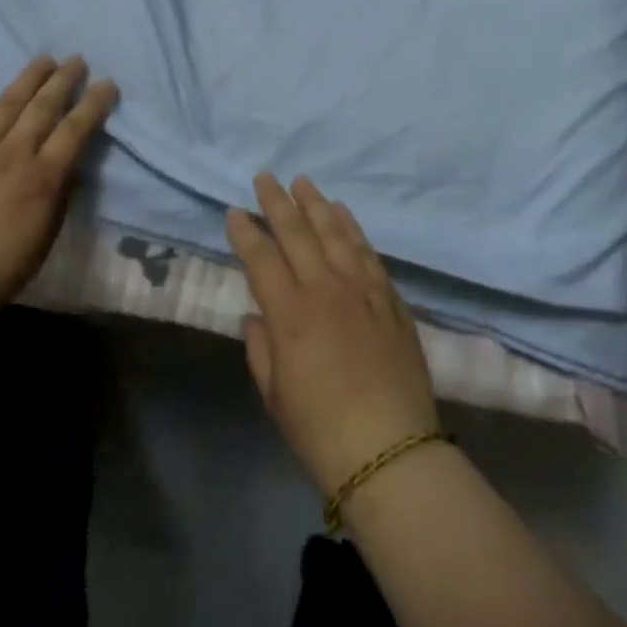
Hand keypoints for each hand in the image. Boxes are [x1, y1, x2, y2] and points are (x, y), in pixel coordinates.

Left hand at [0, 55, 118, 323]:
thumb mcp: (42, 241)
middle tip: (77, 60)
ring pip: (8, 104)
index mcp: (42, 179)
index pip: (76, 130)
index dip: (94, 104)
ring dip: (29, 78)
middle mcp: (13, 155)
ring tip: (45, 59)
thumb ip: (59, 200)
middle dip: (64, 80)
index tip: (107, 83)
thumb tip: (72, 168)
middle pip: (44, 108)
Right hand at [227, 174, 441, 497]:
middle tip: (265, 176)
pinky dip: (351, 226)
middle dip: (277, 201)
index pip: (262, 258)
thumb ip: (261, 348)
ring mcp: (361, 288)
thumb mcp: (275, 396)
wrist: (391, 450)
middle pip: (297, 232)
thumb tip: (257, 314)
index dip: (246, 232)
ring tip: (302, 181)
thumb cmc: (321, 431)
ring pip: (334, 231)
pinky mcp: (388, 296)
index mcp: (291, 313)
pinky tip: (342, 212)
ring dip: (315, 203)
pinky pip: (366, 250)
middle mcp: (325, 288)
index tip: (235, 211)